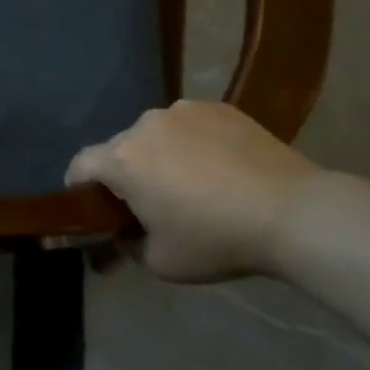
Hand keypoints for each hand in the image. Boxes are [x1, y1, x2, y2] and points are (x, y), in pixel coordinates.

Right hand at [66, 100, 319, 281]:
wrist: (290, 211)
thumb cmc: (215, 239)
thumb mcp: (161, 262)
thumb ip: (129, 245)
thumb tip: (125, 233)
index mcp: (123, 159)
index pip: (80, 165)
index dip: (79, 187)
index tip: (92, 207)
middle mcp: (145, 124)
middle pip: (121, 148)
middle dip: (127, 173)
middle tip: (152, 203)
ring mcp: (184, 110)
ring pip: (157, 134)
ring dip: (161, 155)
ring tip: (193, 183)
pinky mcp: (219, 107)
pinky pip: (191, 126)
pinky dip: (195, 143)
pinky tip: (222, 168)